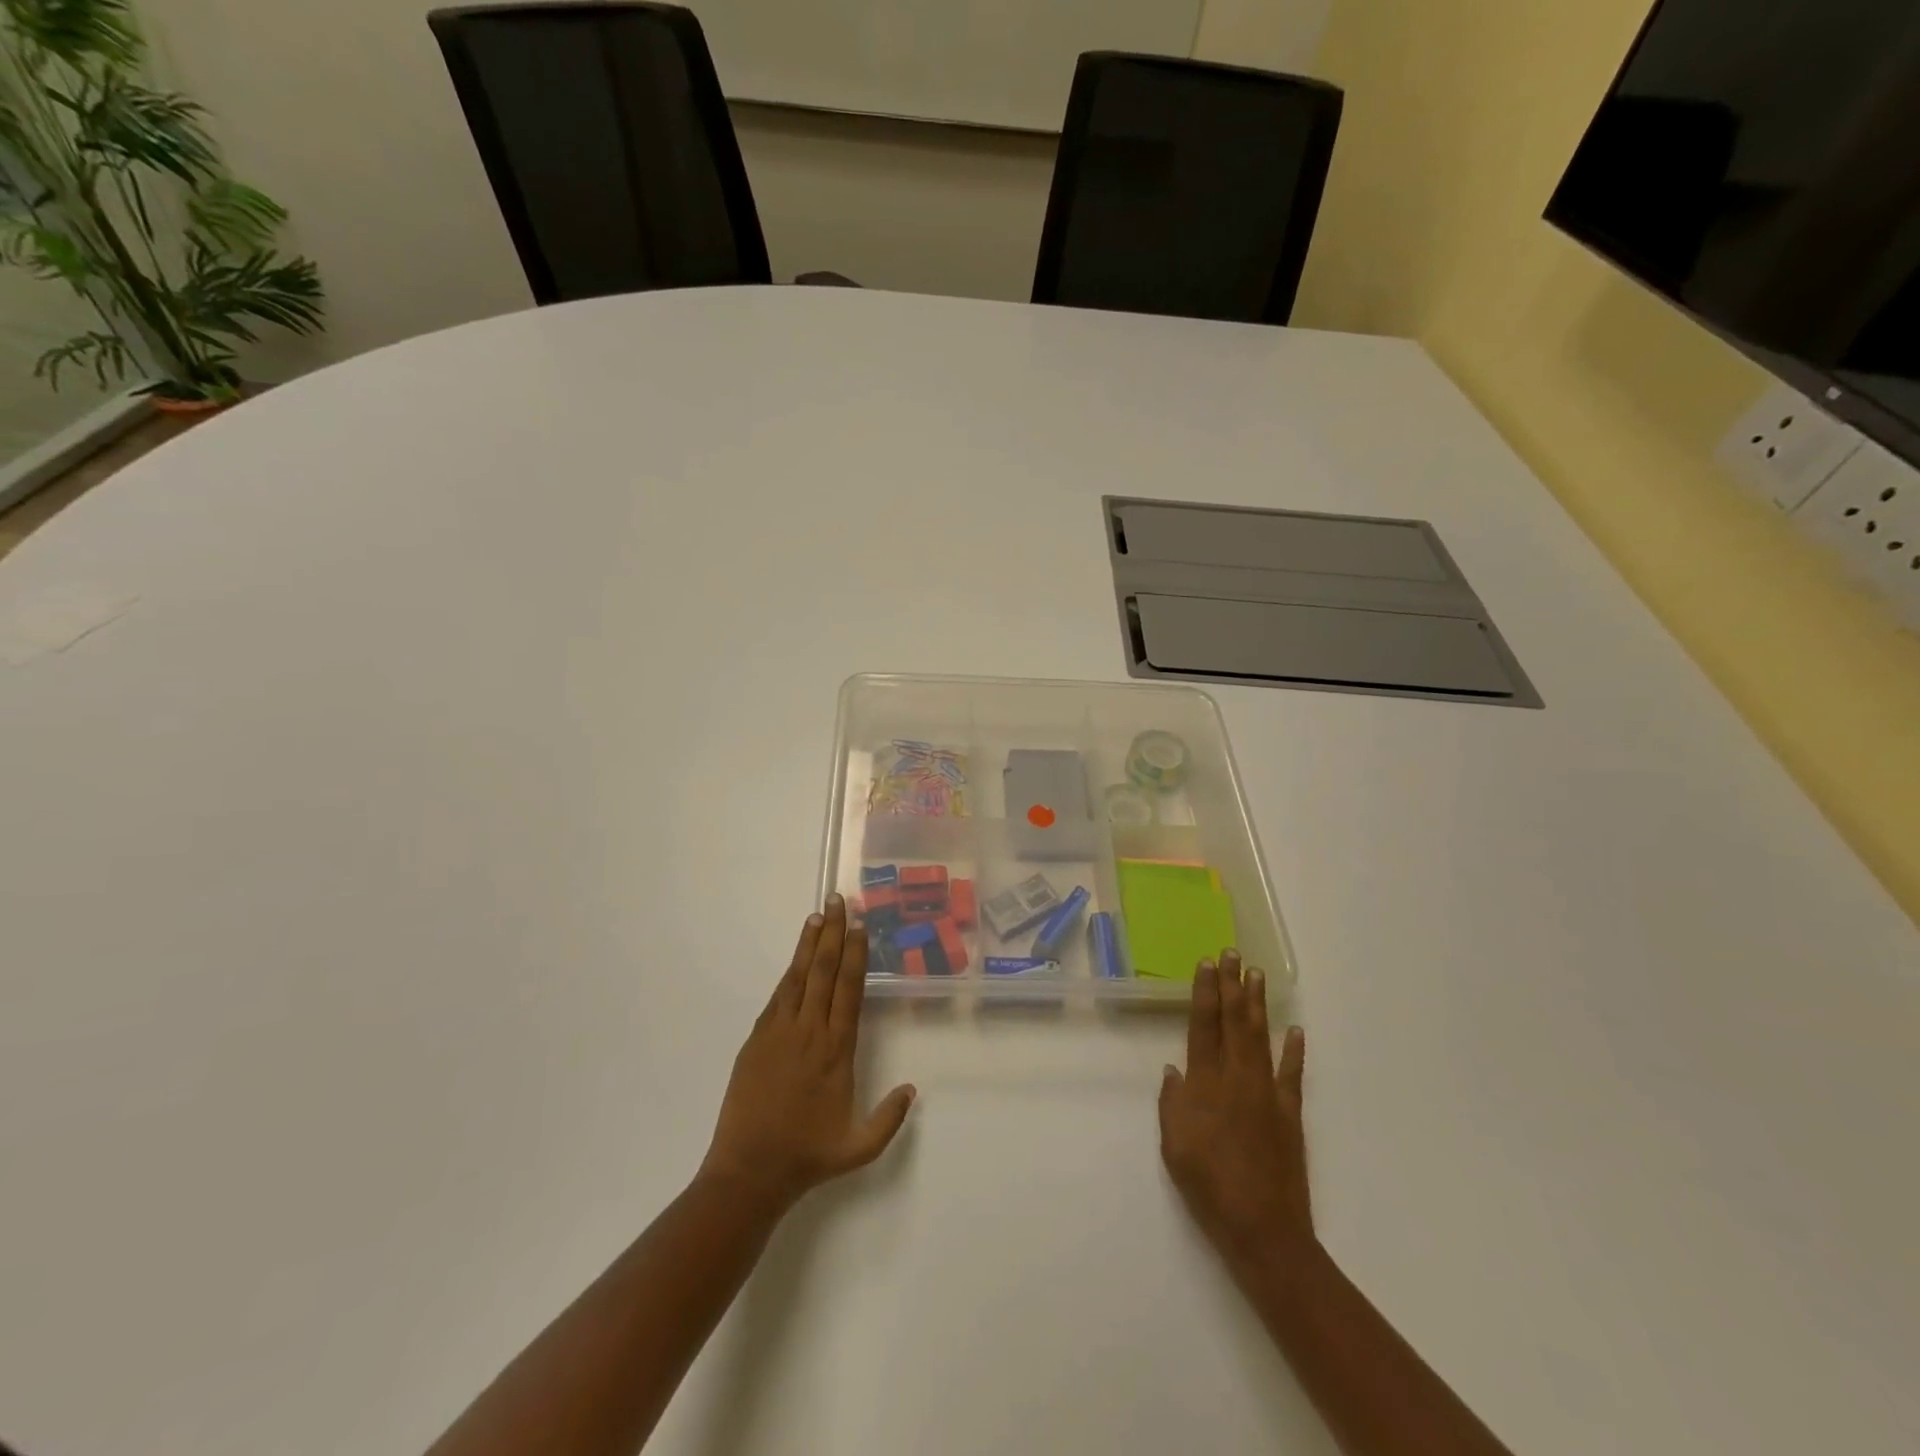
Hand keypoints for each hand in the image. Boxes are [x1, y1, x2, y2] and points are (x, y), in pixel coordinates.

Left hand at [700, 895, 915, 1216]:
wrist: (749, 1171)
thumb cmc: (807, 1156)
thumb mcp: (859, 1148)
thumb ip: (889, 1118)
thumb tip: (912, 1088)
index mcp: (836, 1051)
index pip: (848, 990)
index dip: (855, 955)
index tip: (859, 927)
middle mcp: (809, 1033)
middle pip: (823, 972)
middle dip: (832, 934)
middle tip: (838, 902)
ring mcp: (779, 1033)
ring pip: (798, 978)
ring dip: (809, 944)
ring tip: (817, 915)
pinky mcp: (757, 1040)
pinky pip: (777, 998)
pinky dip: (788, 973)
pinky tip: (795, 959)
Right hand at [1159, 951, 1314, 1276]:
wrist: (1262, 1228)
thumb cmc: (1208, 1186)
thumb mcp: (1173, 1146)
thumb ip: (1172, 1103)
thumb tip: (1175, 1070)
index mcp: (1205, 1084)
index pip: (1203, 1026)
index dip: (1204, 992)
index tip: (1206, 964)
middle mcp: (1236, 1078)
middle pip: (1233, 1021)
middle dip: (1231, 985)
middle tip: (1232, 953)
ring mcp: (1267, 1093)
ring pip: (1260, 1037)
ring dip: (1257, 1004)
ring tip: (1256, 974)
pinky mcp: (1290, 1113)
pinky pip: (1292, 1075)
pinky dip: (1294, 1051)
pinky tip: (1295, 1030)